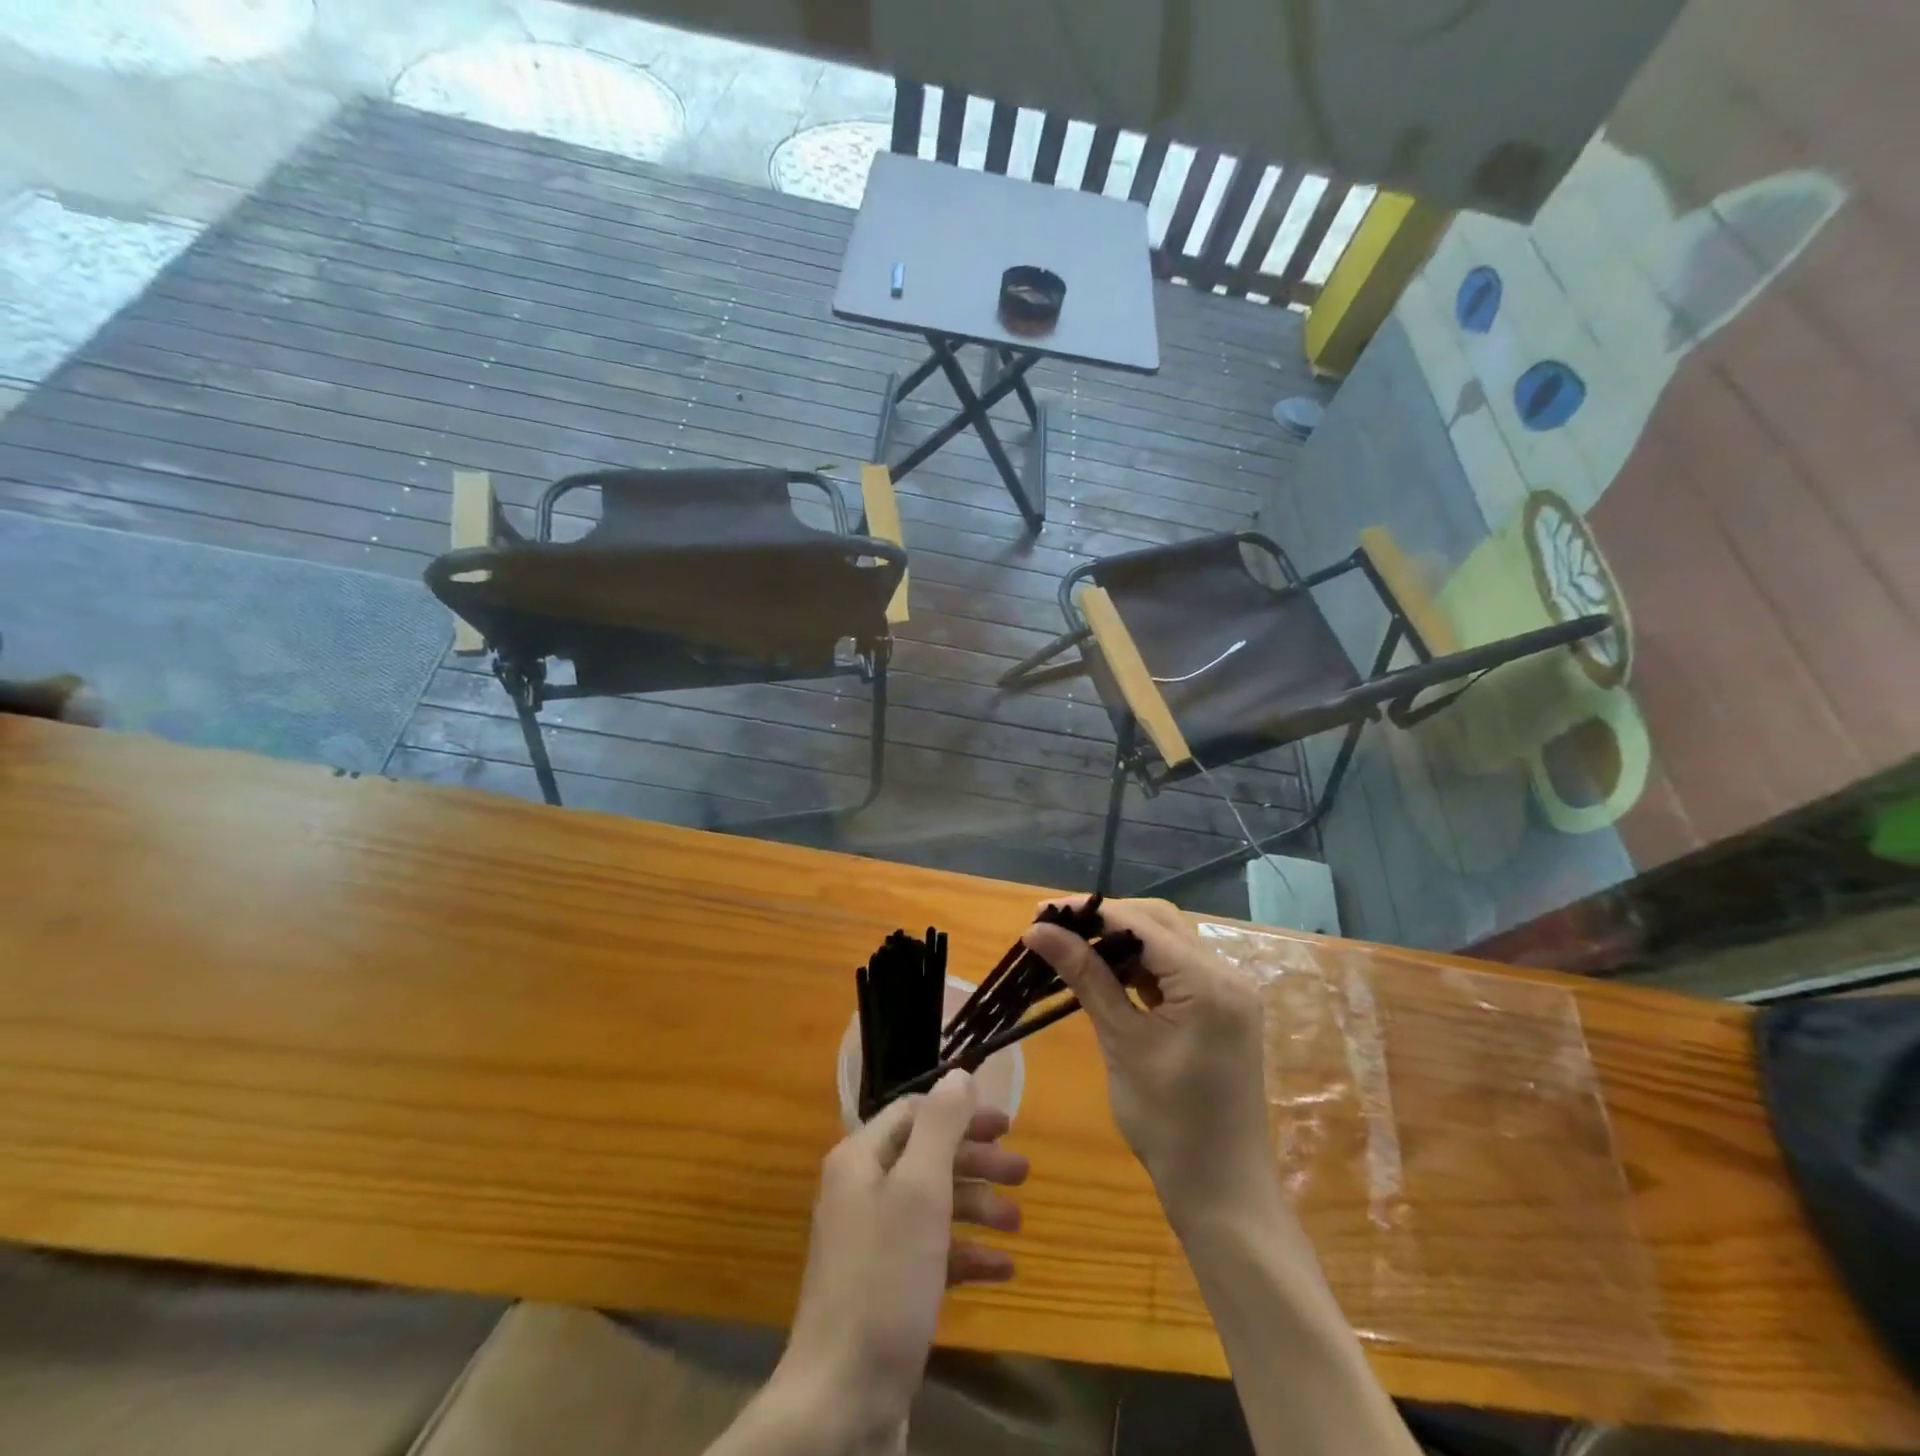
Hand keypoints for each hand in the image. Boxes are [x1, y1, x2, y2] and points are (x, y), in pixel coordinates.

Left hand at [773, 1069, 1027, 1446]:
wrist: (841, 1399)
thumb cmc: (885, 1279)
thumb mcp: (919, 1190)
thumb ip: (941, 1126)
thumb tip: (959, 1073)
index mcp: (860, 1159)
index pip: (914, 1112)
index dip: (960, 1113)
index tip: (1005, 1123)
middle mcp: (862, 1191)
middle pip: (928, 1157)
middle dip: (976, 1161)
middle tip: (1023, 1171)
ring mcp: (873, 1242)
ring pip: (933, 1205)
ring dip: (978, 1207)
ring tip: (1018, 1221)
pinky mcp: (887, 1287)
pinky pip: (932, 1254)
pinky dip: (966, 1255)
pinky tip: (1002, 1269)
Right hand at [1025, 898, 1274, 1227]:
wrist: (1222, 1193)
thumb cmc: (1169, 1124)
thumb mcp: (1122, 1042)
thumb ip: (1085, 977)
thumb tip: (1039, 930)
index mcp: (1210, 983)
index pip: (1142, 924)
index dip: (1090, 912)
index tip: (1041, 912)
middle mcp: (1227, 976)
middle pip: (1159, 924)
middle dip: (1106, 920)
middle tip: (1054, 928)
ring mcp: (1229, 993)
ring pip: (1167, 944)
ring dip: (1121, 941)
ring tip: (1072, 947)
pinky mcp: (1221, 1010)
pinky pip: (1175, 971)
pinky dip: (1139, 967)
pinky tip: (1105, 973)